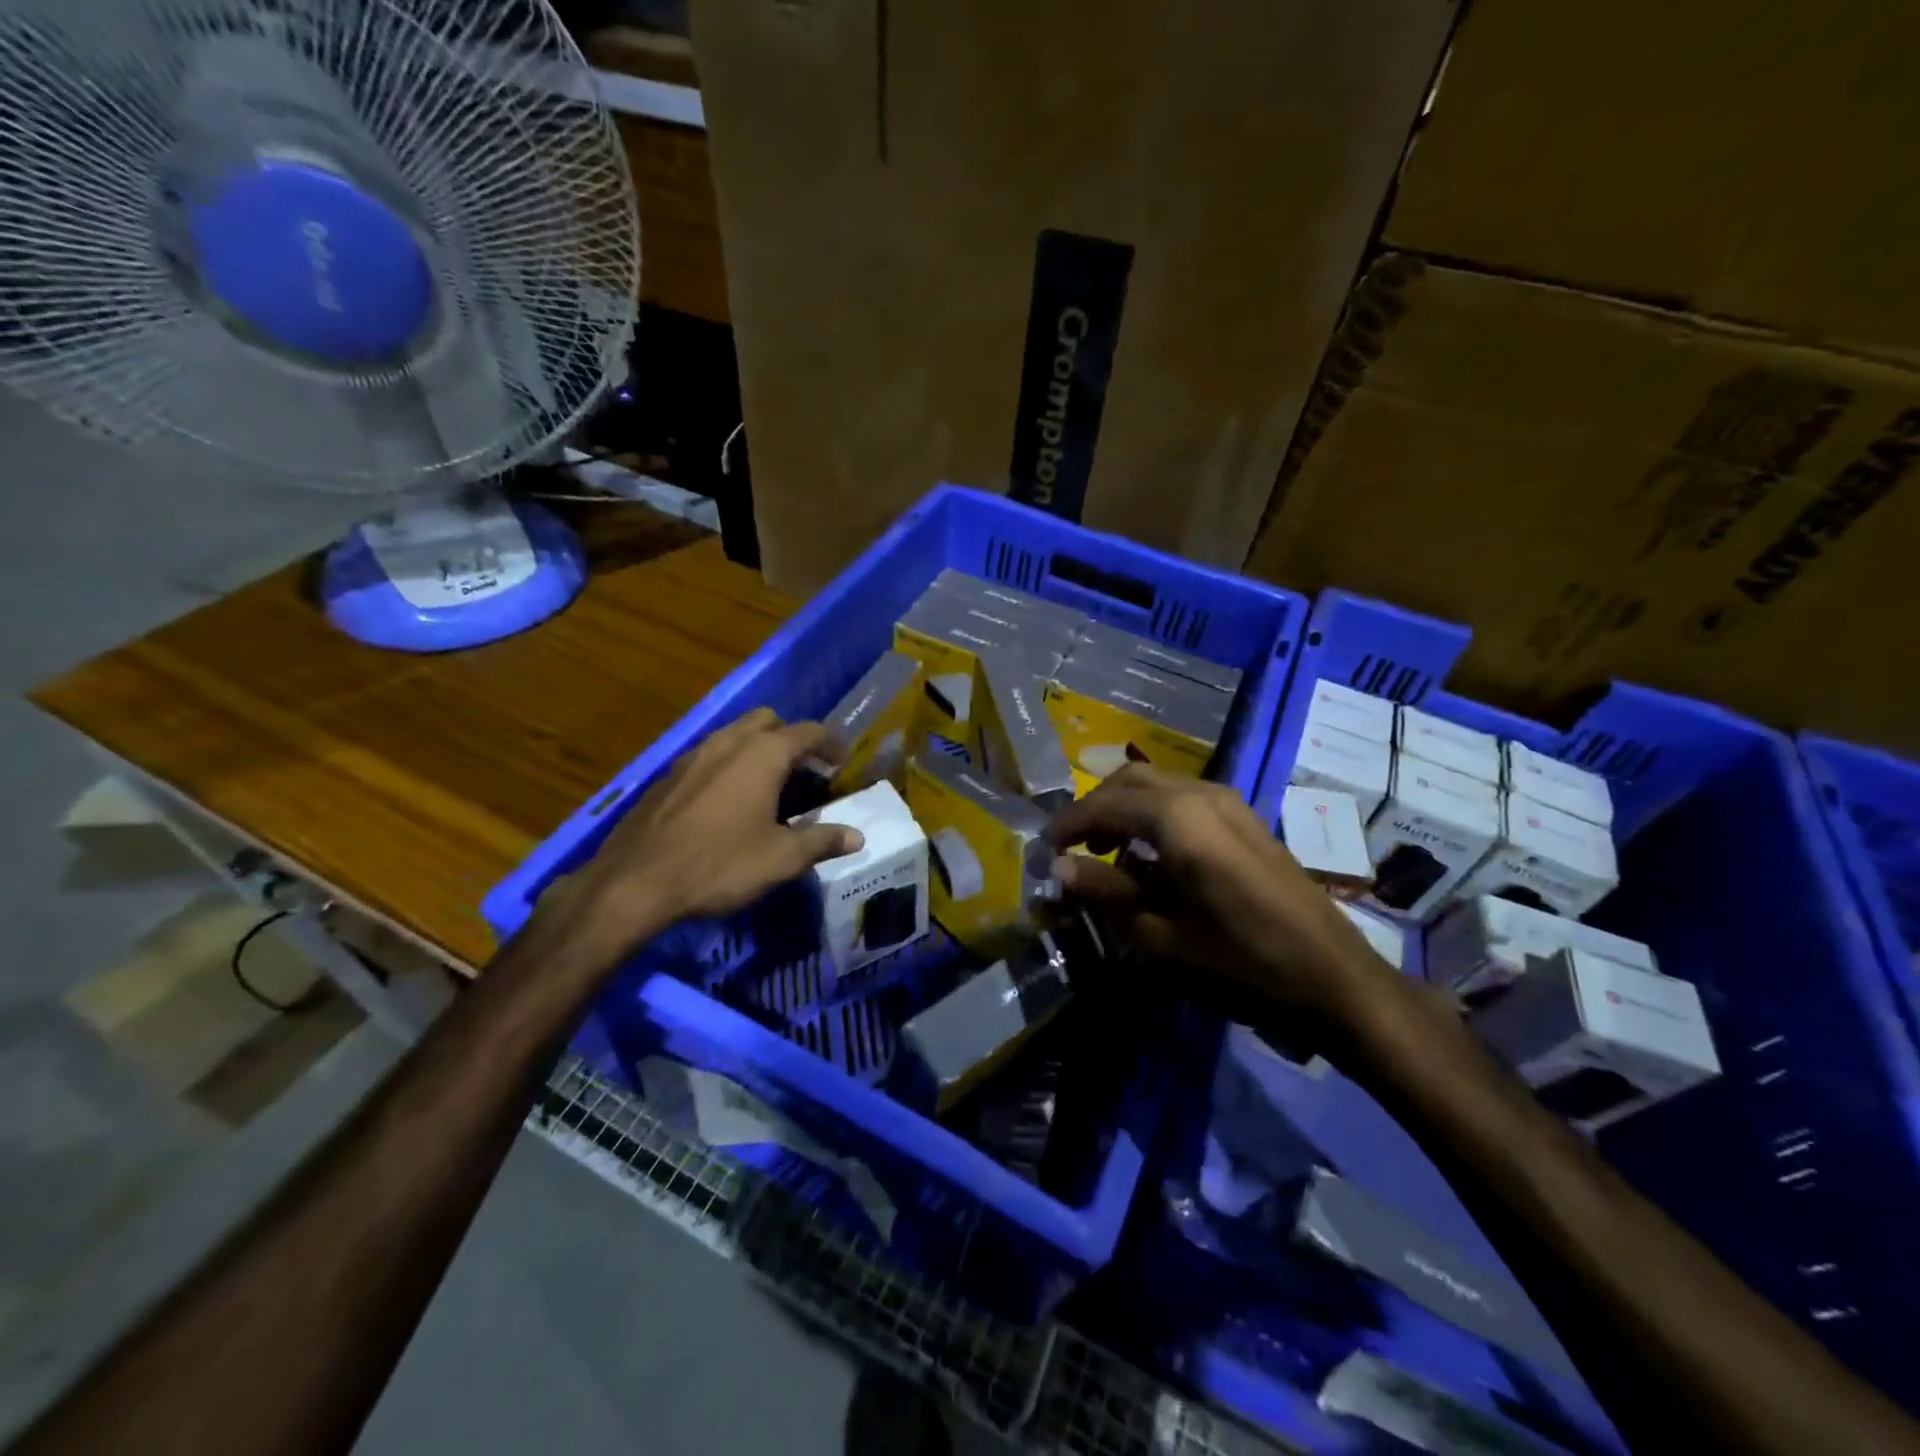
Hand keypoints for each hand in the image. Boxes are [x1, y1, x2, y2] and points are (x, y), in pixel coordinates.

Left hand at [547, 708, 862, 960]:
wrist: (635, 882)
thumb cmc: (719, 864)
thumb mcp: (781, 859)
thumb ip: (822, 841)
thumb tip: (857, 837)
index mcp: (762, 755)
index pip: (808, 731)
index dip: (831, 743)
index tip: (844, 761)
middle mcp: (728, 743)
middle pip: (767, 721)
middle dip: (790, 738)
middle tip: (804, 771)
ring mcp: (692, 756)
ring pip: (734, 735)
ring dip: (757, 750)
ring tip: (769, 786)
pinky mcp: (668, 776)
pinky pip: (709, 756)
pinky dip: (728, 766)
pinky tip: (728, 803)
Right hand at [1048, 763, 1423, 1040]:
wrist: (1334, 979)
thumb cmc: (1240, 962)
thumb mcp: (1161, 936)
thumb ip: (1106, 893)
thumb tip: (1059, 869)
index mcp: (1178, 817)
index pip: (1104, 804)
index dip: (1068, 825)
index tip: (1044, 851)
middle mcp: (1202, 794)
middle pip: (1131, 780)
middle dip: (1096, 808)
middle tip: (1074, 850)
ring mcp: (1230, 804)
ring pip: (1159, 787)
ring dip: (1125, 810)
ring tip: (1107, 857)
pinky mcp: (1246, 821)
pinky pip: (1185, 801)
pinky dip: (1154, 817)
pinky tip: (1152, 861)